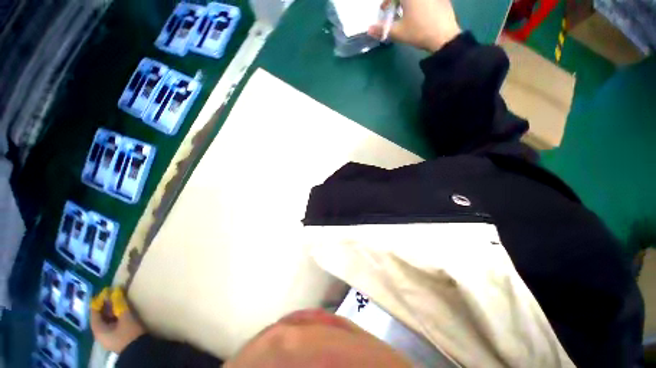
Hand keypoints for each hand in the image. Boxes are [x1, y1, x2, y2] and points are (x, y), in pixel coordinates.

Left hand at [91, 288, 145, 353]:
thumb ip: (120, 304)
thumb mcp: (126, 317)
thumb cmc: (129, 333)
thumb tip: (116, 290)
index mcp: (98, 329)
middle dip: (106, 304)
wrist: (139, 350)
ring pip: (106, 319)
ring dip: (111, 309)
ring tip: (119, 300)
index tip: (107, 290)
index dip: (99, 300)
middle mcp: (100, 332)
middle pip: (100, 315)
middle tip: (114, 293)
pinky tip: (122, 311)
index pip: (94, 312)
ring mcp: (108, 336)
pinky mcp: (115, 337)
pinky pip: (112, 323)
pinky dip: (115, 315)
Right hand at [368, 0, 461, 51]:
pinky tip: (420, 11)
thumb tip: (368, 29)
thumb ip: (382, 29)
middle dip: (395, 2)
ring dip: (407, 3)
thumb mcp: (398, 32)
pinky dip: (418, 4)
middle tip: (394, 9)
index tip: (384, 9)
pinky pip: (425, 0)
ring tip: (406, 11)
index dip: (386, 1)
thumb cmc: (419, 32)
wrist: (444, 35)